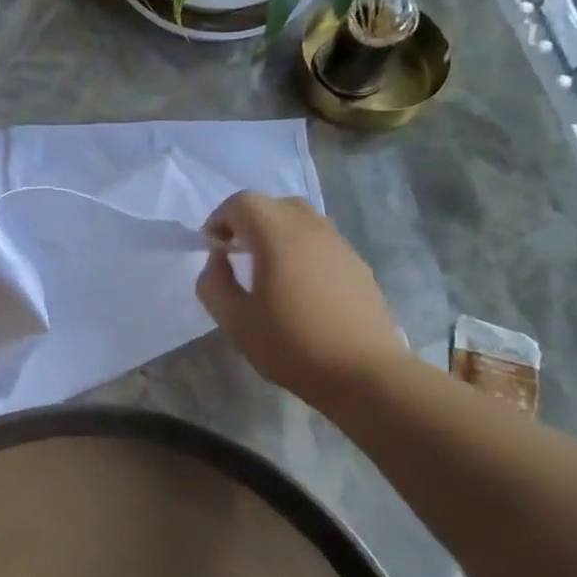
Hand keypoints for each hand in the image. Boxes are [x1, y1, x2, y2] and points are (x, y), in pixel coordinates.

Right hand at [195, 192, 407, 408]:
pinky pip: (321, 240)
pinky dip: (300, 247)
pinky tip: (297, 285)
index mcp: (278, 236)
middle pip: (274, 204)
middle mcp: (311, 229)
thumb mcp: (235, 321)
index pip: (243, 203)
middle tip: (236, 252)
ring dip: (276, 232)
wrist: (364, 373)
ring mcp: (339, 245)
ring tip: (266, 267)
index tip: (212, 248)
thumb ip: (213, 284)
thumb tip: (218, 261)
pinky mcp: (357, 264)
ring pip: (301, 219)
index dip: (220, 218)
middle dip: (248, 221)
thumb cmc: (292, 346)